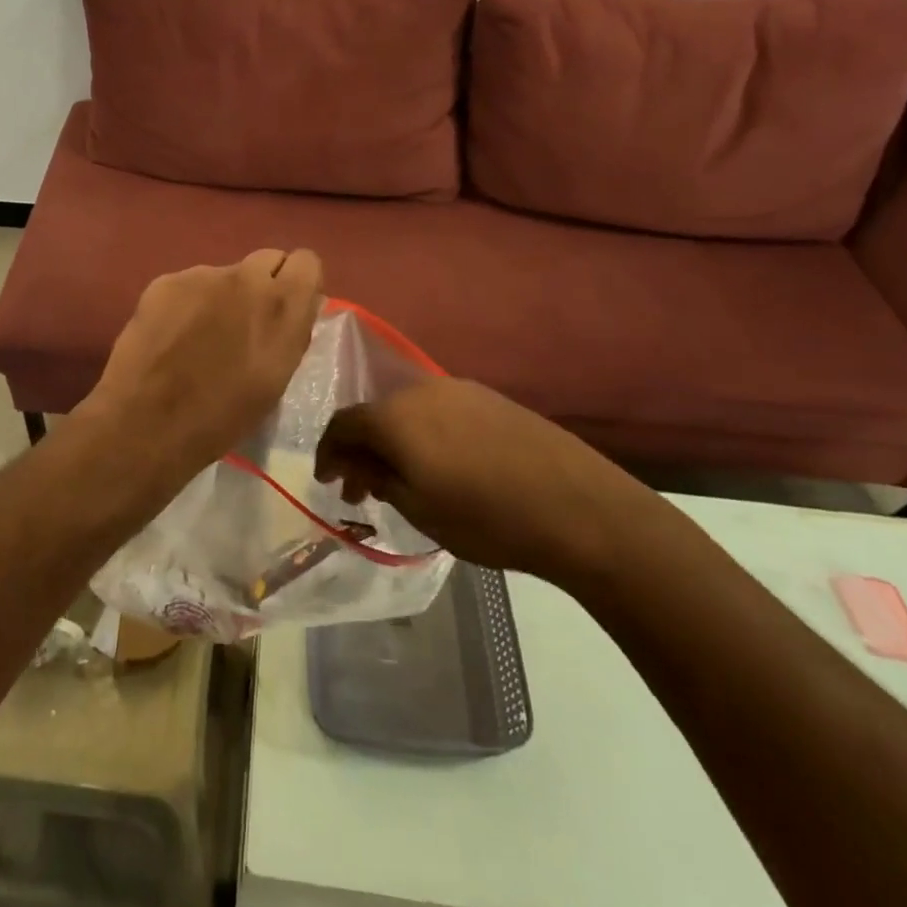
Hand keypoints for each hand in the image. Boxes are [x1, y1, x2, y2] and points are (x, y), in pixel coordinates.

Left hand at [83, 249, 323, 481]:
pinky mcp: (167, 280)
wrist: (148, 422)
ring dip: (221, 296)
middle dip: (263, 283)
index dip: (297, 282)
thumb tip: (291, 311)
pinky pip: (189, 284)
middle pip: (268, 259)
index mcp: (283, 308)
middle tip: (245, 319)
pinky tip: (171, 335)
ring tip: (200, 336)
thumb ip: (289, 335)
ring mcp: (204, 276)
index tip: (287, 306)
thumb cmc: (222, 418)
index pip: (307, 262)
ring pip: (225, 274)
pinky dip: (186, 303)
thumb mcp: (276, 382)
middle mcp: (248, 280)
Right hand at [314, 377, 661, 585]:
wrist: (579, 506)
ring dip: (394, 442)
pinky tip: (440, 464)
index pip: (342, 424)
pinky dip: (425, 435)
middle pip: (375, 414)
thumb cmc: (487, 516)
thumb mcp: (419, 509)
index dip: (327, 452)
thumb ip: (378, 478)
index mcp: (395, 416)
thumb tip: (360, 463)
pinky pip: (439, 411)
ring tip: (401, 480)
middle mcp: (420, 390)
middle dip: (361, 450)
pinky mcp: (491, 398)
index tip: (327, 481)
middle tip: (360, 489)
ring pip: (408, 411)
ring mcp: (459, 389)